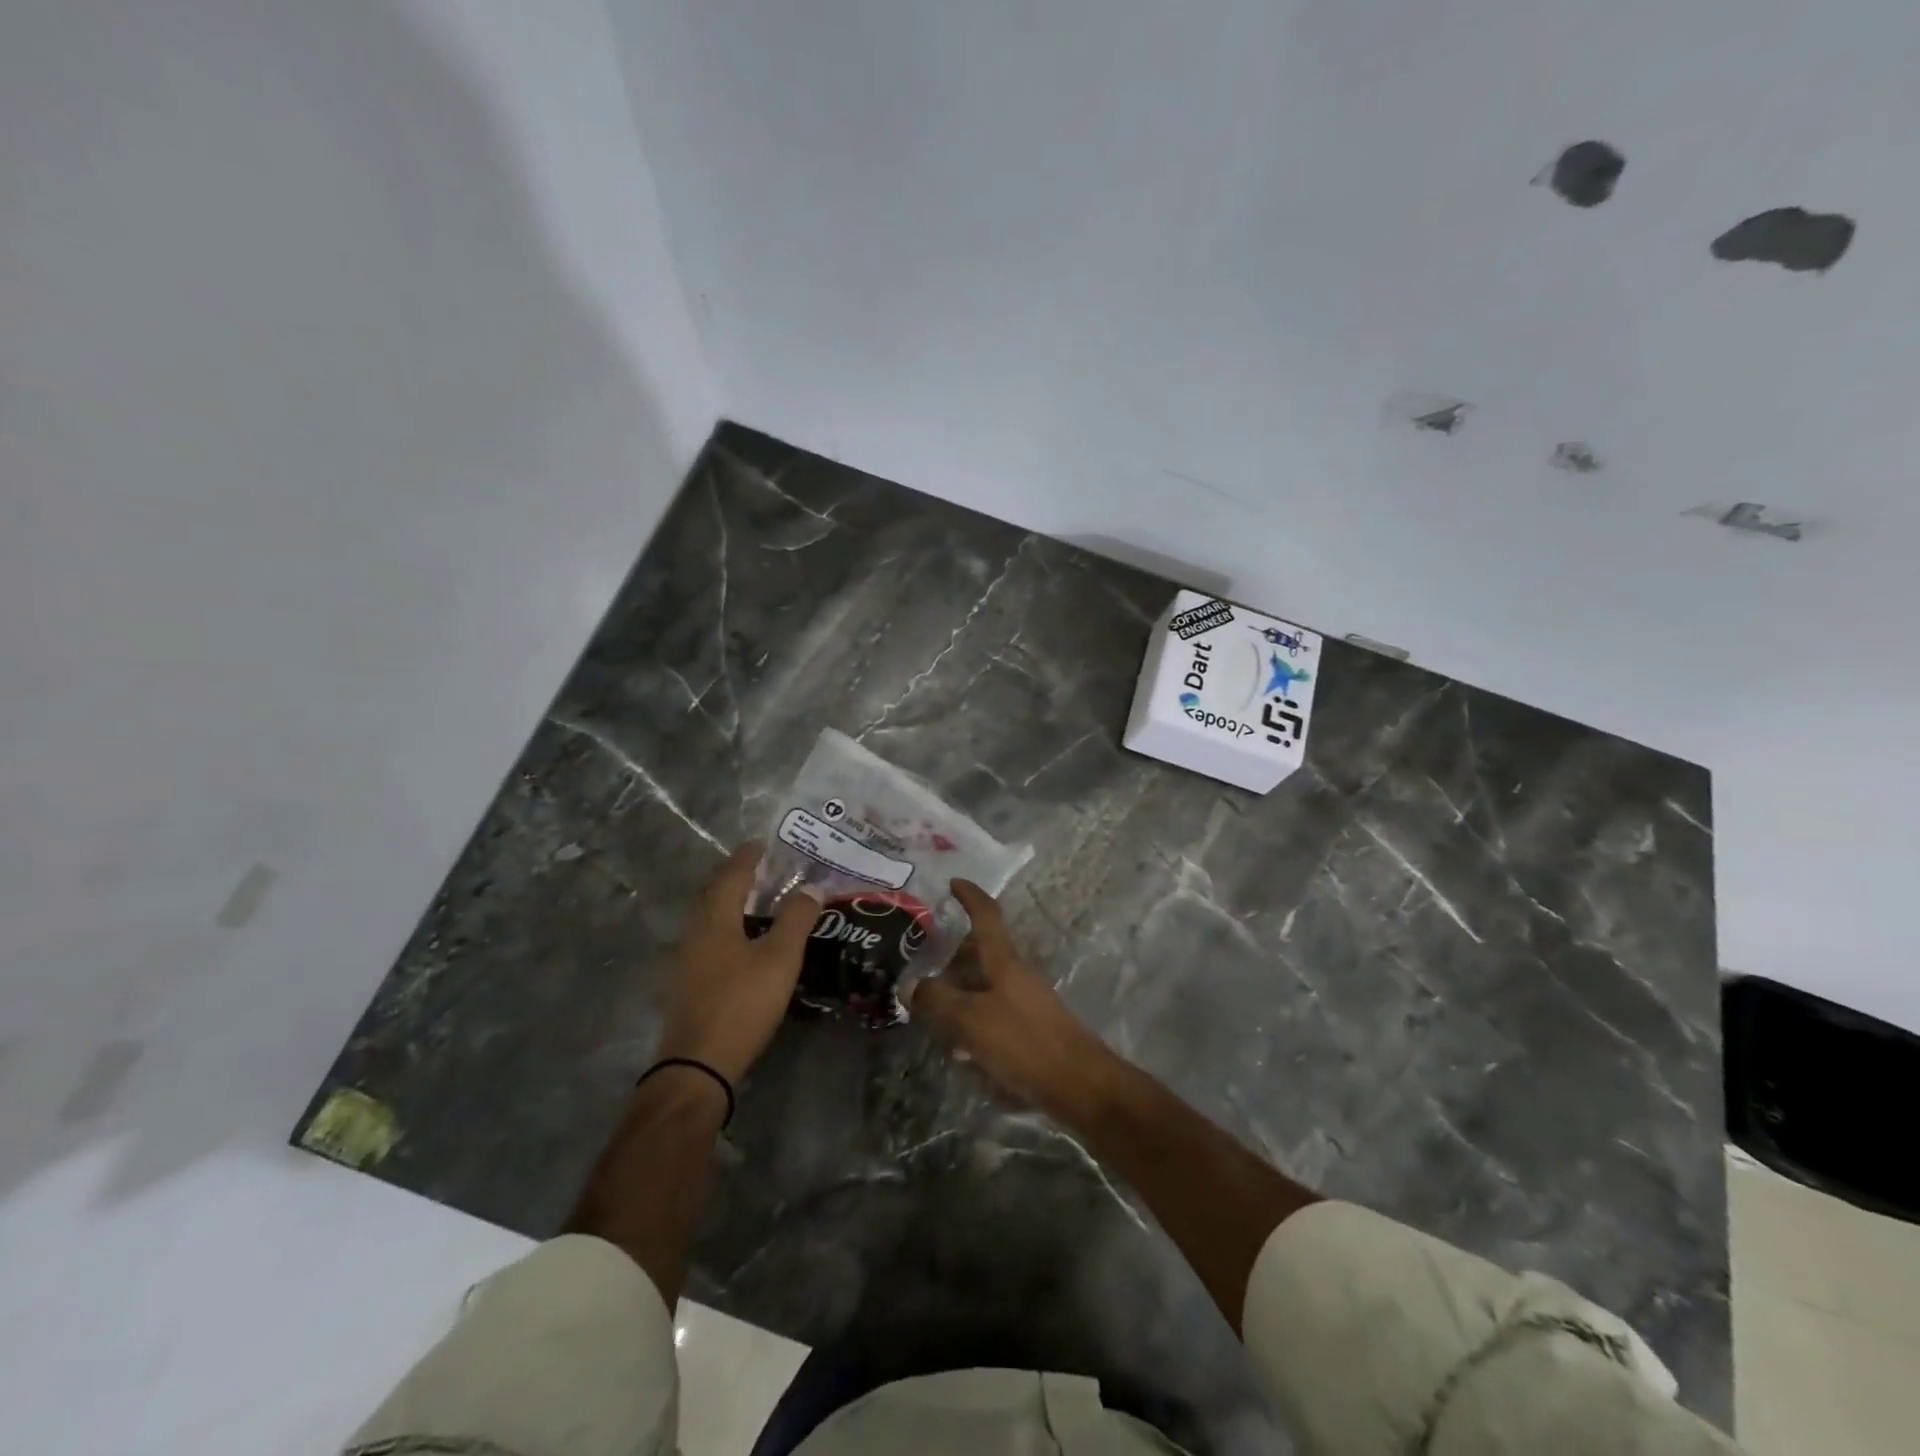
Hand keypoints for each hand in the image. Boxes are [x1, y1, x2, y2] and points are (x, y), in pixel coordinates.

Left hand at [656, 843, 819, 1083]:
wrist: (698, 1065)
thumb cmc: (742, 1003)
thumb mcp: (779, 959)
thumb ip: (795, 920)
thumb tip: (811, 887)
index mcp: (715, 919)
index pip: (731, 876)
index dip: (747, 858)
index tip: (761, 843)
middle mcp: (695, 933)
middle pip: (715, 895)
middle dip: (737, 877)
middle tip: (762, 868)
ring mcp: (687, 961)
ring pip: (711, 919)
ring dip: (732, 904)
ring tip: (757, 900)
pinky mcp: (689, 984)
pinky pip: (710, 940)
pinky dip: (728, 928)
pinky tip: (744, 942)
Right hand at [910, 879, 1120, 1121]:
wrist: (1078, 1084)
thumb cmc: (1024, 1041)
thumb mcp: (971, 1019)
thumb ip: (938, 999)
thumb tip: (912, 985)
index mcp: (1005, 961)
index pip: (987, 916)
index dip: (970, 897)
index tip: (953, 882)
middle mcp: (1017, 975)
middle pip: (984, 951)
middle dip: (955, 951)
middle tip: (925, 958)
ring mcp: (1026, 1002)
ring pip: (987, 983)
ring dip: (961, 987)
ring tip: (931, 1004)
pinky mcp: (1030, 1029)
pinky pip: (994, 1011)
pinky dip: (973, 1017)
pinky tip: (958, 1046)